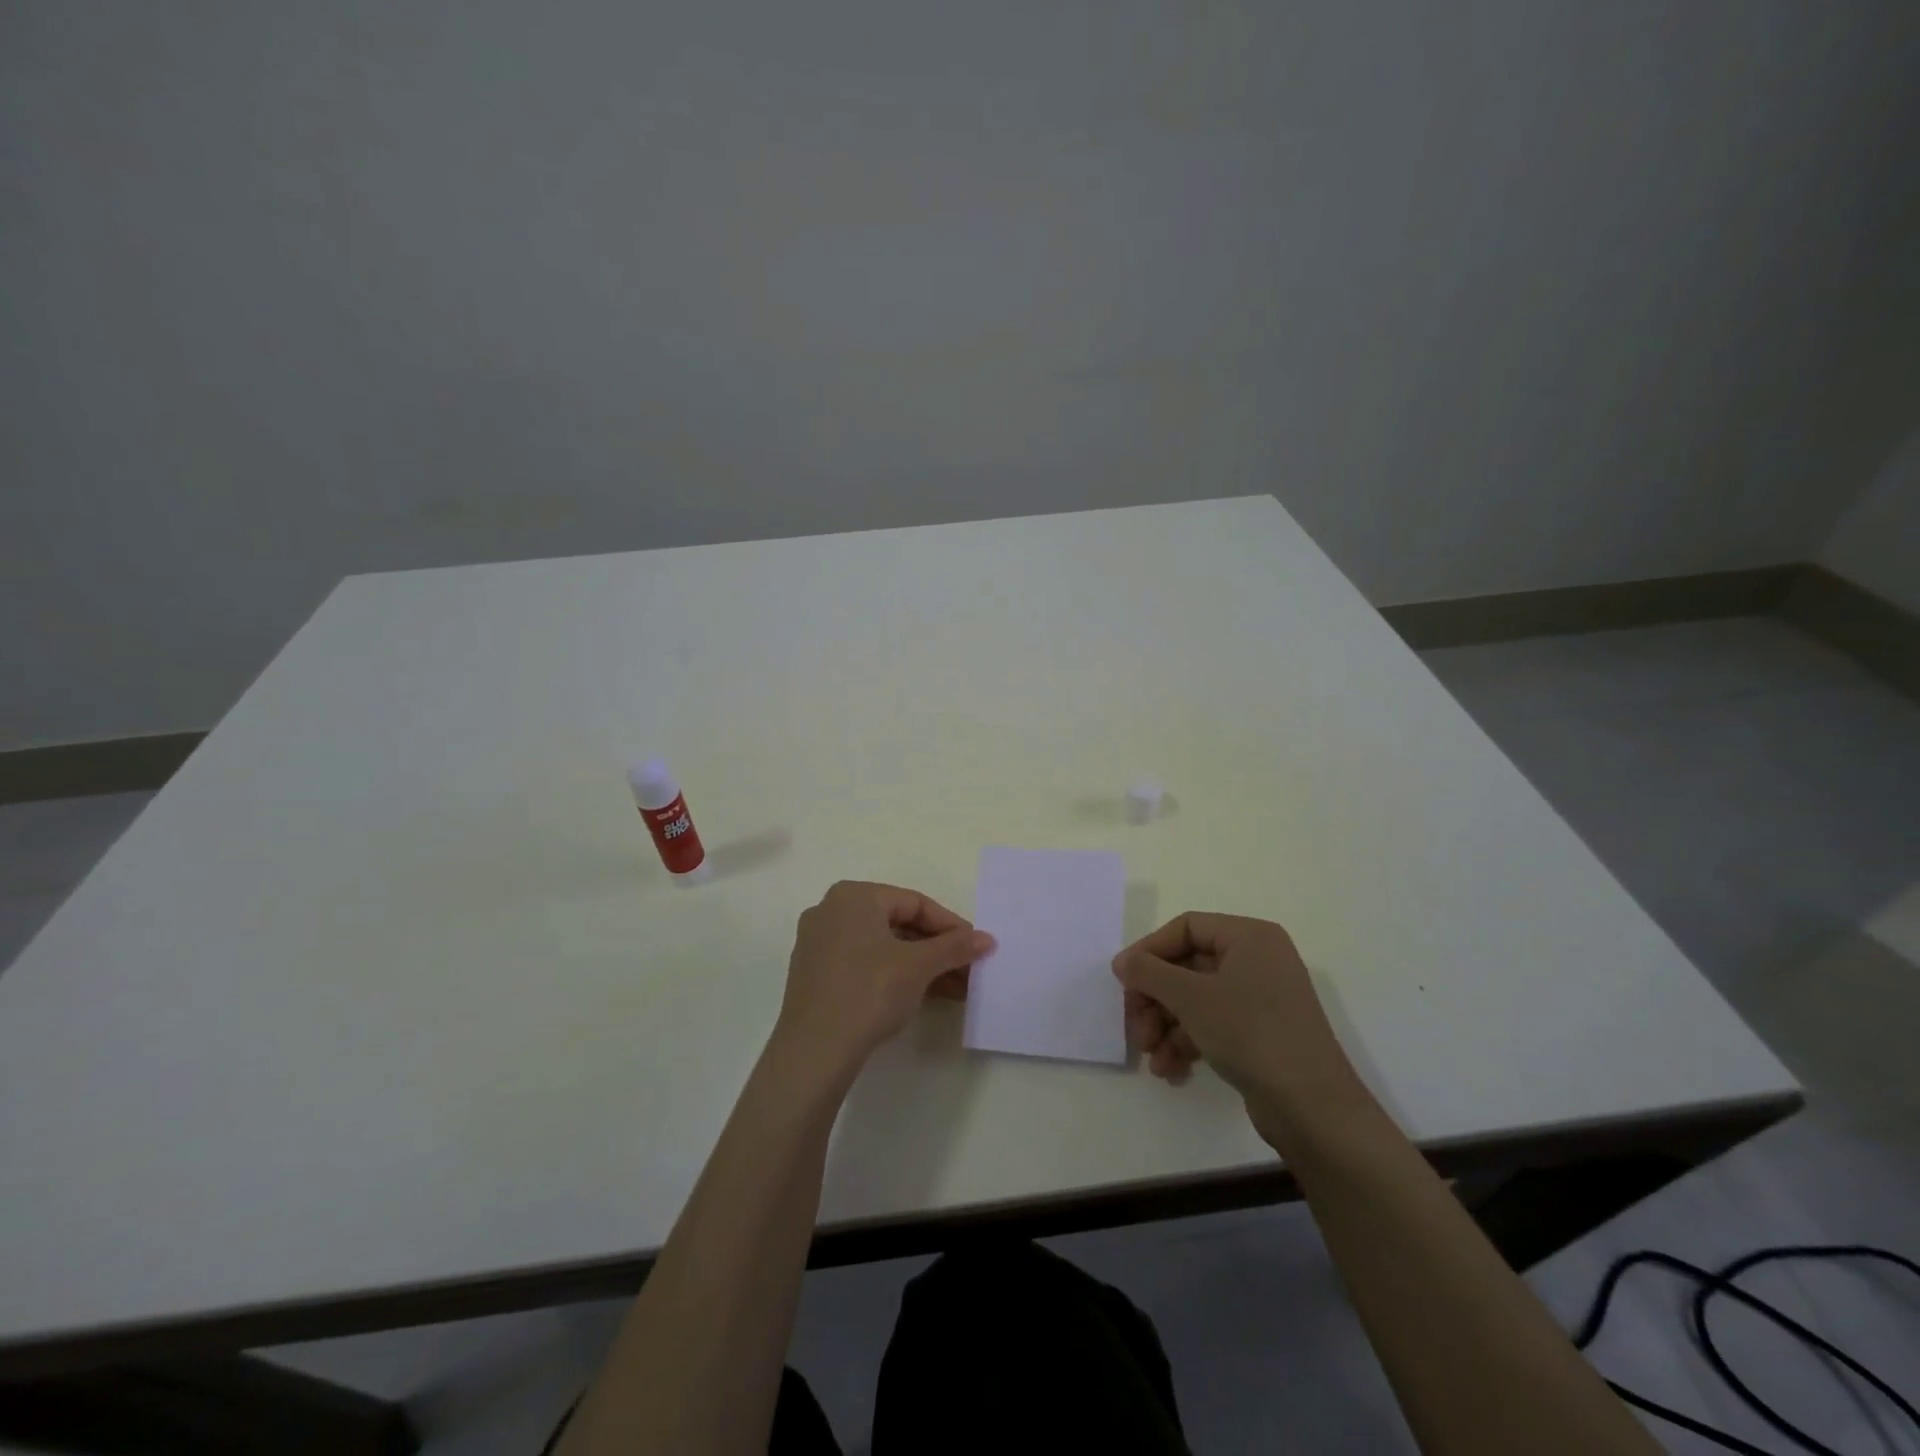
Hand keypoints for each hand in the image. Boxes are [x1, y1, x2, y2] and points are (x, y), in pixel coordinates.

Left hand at [770, 881, 993, 1082]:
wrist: (814, 1051)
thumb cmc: (869, 991)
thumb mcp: (919, 966)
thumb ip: (954, 947)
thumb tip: (987, 939)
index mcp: (853, 896)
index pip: (914, 902)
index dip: (950, 925)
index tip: (976, 947)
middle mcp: (831, 911)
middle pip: (898, 923)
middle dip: (937, 949)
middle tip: (968, 970)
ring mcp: (819, 943)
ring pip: (882, 946)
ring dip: (920, 965)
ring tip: (955, 989)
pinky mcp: (815, 975)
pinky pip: (864, 964)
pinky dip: (894, 975)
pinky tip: (923, 996)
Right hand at [1113, 913, 1364, 1147]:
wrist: (1312, 1108)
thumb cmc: (1250, 1033)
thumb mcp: (1191, 997)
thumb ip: (1149, 972)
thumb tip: (1123, 962)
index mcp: (1250, 937)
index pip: (1186, 928)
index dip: (1149, 951)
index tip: (1122, 980)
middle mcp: (1258, 960)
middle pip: (1187, 966)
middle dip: (1155, 998)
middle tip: (1134, 1026)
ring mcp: (1261, 998)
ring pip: (1196, 998)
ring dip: (1166, 1024)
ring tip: (1151, 1054)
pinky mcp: (1260, 1033)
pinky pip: (1213, 1023)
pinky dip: (1187, 1041)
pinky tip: (1169, 1068)